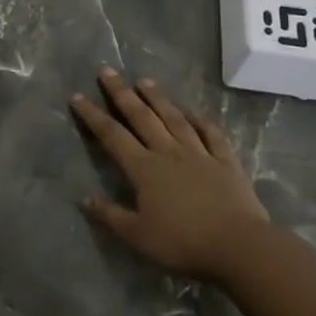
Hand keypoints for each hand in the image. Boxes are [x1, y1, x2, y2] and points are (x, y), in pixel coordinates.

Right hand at [71, 69, 269, 283]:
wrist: (238, 245)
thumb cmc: (183, 242)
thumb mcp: (138, 236)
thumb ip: (111, 215)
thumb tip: (84, 199)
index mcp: (144, 168)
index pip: (112, 135)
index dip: (93, 115)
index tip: (77, 96)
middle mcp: (168, 151)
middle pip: (141, 117)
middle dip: (121, 93)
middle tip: (107, 71)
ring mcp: (199, 153)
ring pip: (174, 118)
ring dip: (158, 98)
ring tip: (144, 81)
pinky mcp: (225, 161)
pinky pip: (211, 134)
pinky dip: (201, 121)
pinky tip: (194, 112)